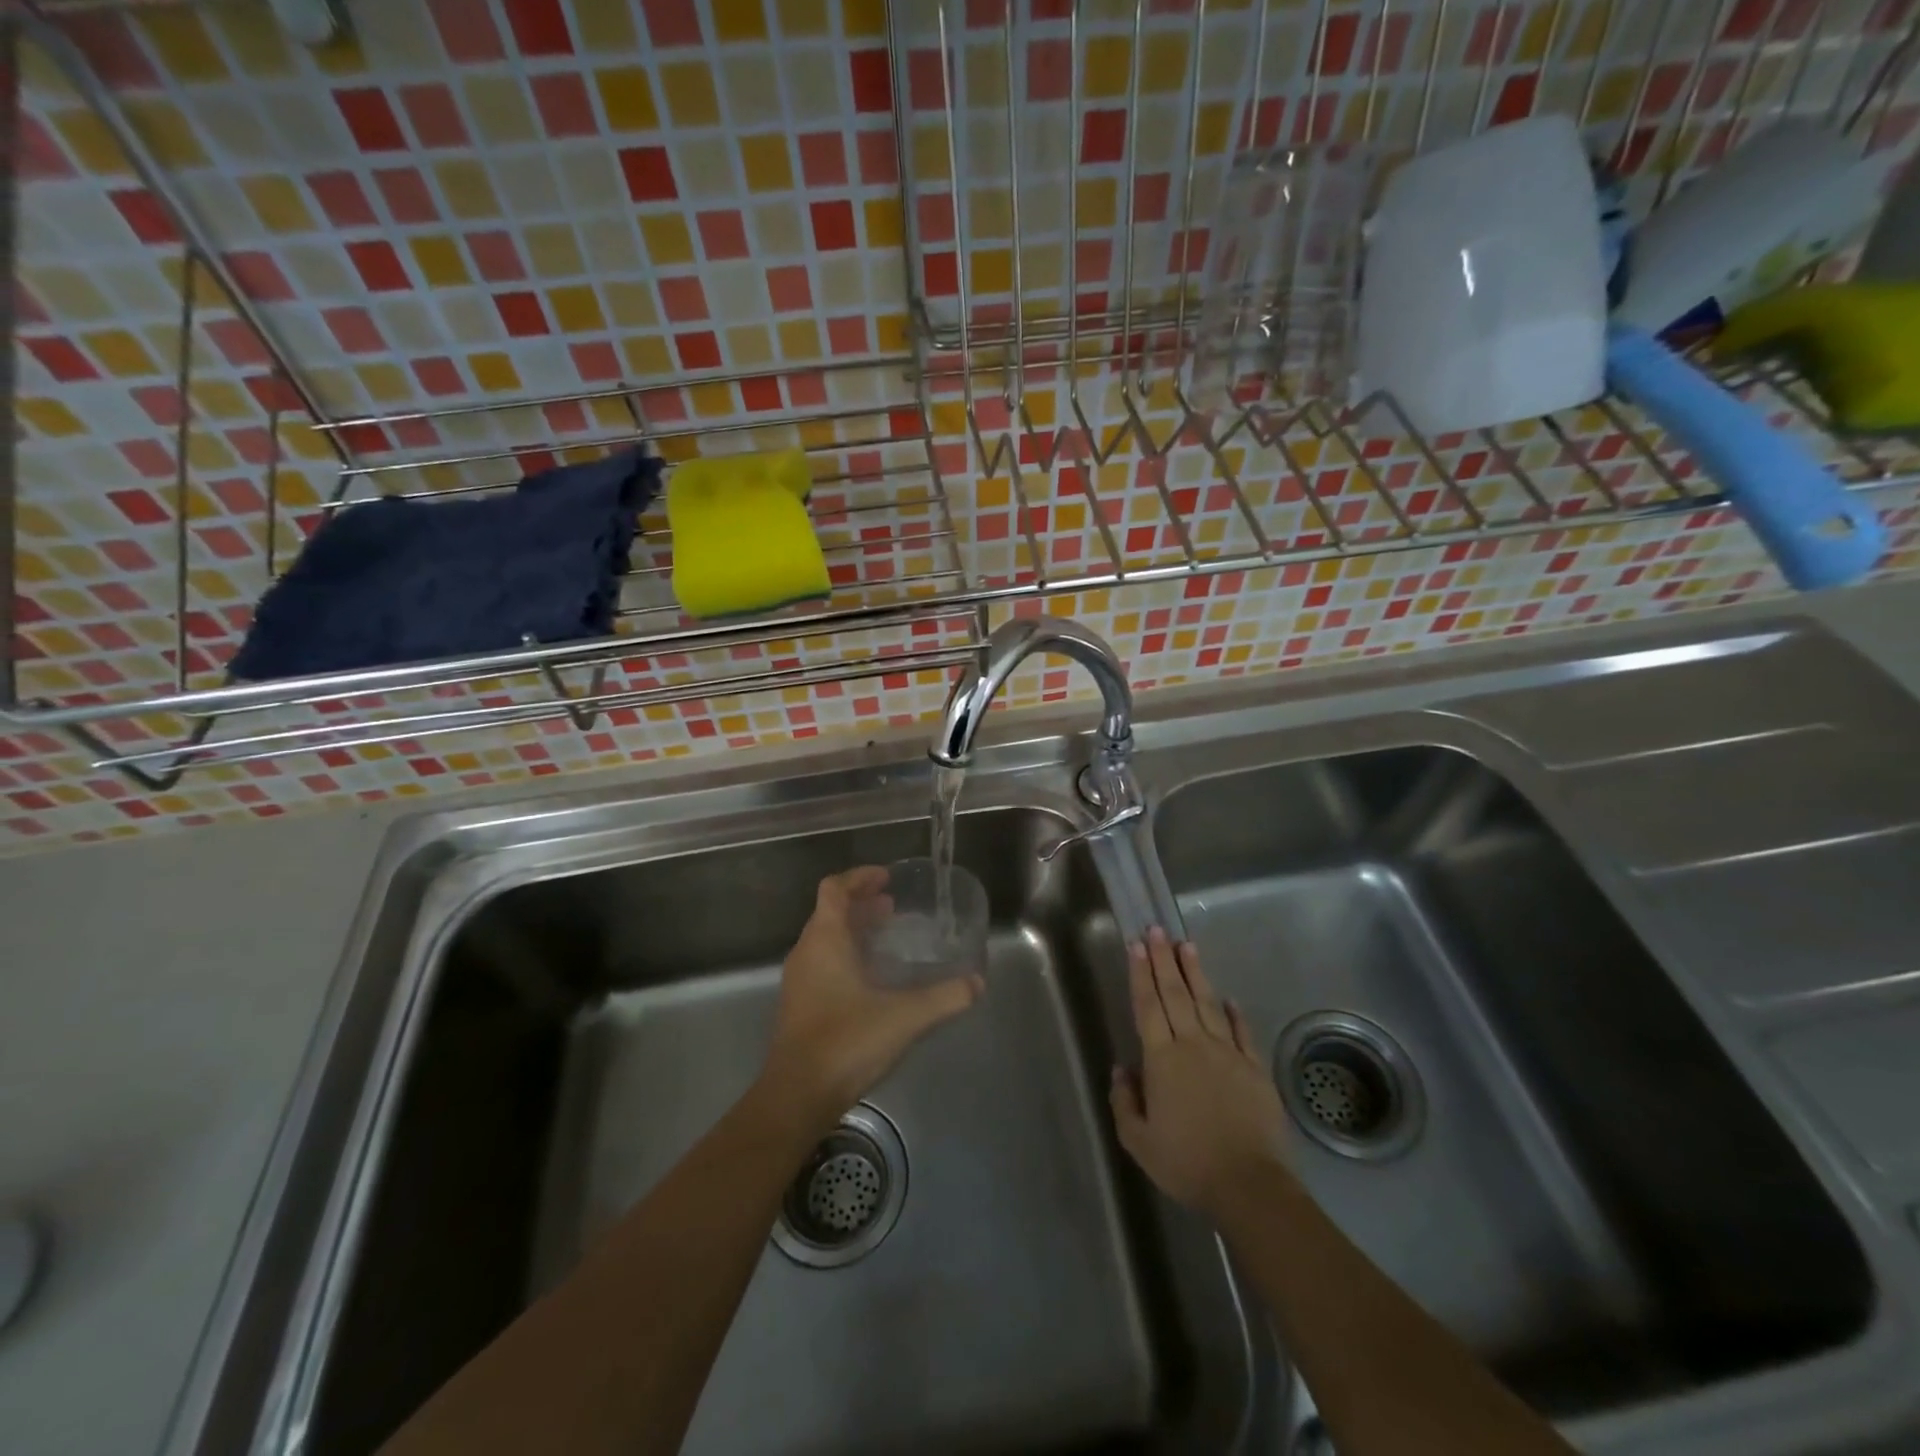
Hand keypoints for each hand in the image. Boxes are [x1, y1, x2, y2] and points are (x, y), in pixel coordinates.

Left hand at [759, 867, 984, 1128]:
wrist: (797, 1096)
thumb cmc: (847, 1041)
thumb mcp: (905, 1017)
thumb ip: (944, 997)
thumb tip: (977, 982)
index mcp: (825, 940)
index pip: (834, 889)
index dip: (859, 877)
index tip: (886, 878)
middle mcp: (807, 952)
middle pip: (830, 912)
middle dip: (861, 904)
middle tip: (894, 907)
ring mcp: (799, 980)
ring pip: (825, 939)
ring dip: (853, 931)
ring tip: (886, 937)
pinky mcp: (799, 1005)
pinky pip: (822, 963)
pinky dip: (846, 956)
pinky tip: (872, 979)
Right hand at [1110, 928, 1288, 1214]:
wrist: (1249, 1185)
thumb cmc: (1187, 1163)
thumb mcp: (1139, 1141)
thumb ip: (1124, 1101)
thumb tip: (1121, 1069)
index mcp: (1162, 1059)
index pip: (1147, 1006)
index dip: (1140, 974)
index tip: (1136, 945)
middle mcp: (1193, 1045)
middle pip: (1175, 994)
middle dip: (1164, 959)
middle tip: (1157, 929)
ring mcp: (1227, 1053)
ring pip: (1207, 1004)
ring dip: (1195, 973)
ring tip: (1187, 945)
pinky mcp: (1254, 1068)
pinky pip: (1242, 1032)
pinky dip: (1235, 1013)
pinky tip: (1229, 998)